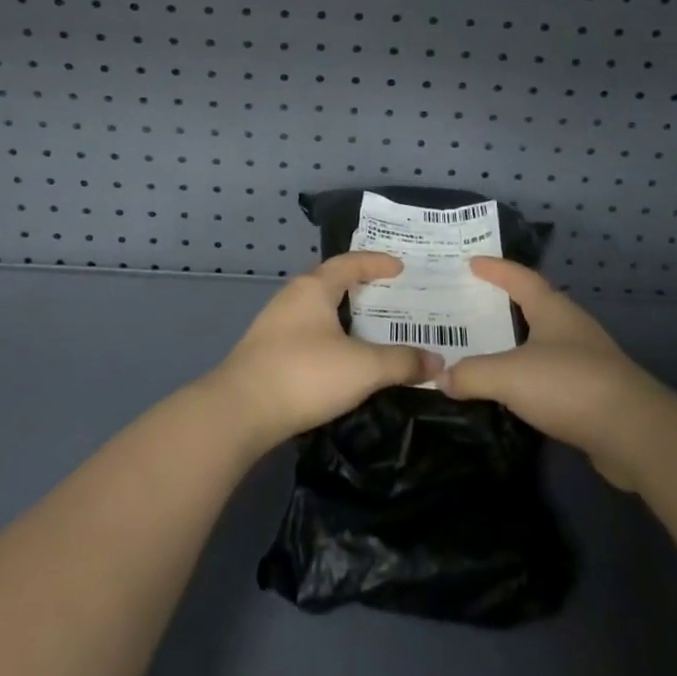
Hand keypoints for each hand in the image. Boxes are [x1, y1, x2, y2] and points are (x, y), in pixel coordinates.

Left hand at [204, 252, 443, 454]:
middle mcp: (292, 297)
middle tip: (391, 295)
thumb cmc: (304, 374)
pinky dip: (330, 336)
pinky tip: (340, 358)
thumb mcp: (363, 368)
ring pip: (318, 309)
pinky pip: (307, 332)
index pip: (350, 263)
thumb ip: (402, 362)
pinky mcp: (266, 352)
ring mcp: (275, 324)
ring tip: (370, 327)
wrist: (238, 412)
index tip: (401, 267)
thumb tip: (437, 362)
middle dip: (361, 287)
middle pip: (332, 282)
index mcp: (314, 288)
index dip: (377, 263)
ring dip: (344, 314)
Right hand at [438, 258, 667, 490]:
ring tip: (486, 349)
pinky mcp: (594, 394)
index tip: (471, 262)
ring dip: (517, 343)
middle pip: (534, 306)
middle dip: (504, 304)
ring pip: (543, 343)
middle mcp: (571, 328)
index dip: (496, 269)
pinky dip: (529, 377)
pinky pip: (551, 375)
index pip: (520, 278)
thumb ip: (472, 374)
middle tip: (471, 305)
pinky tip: (514, 392)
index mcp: (553, 310)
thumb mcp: (510, 375)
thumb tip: (440, 377)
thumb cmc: (569, 385)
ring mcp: (587, 361)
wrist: (634, 434)